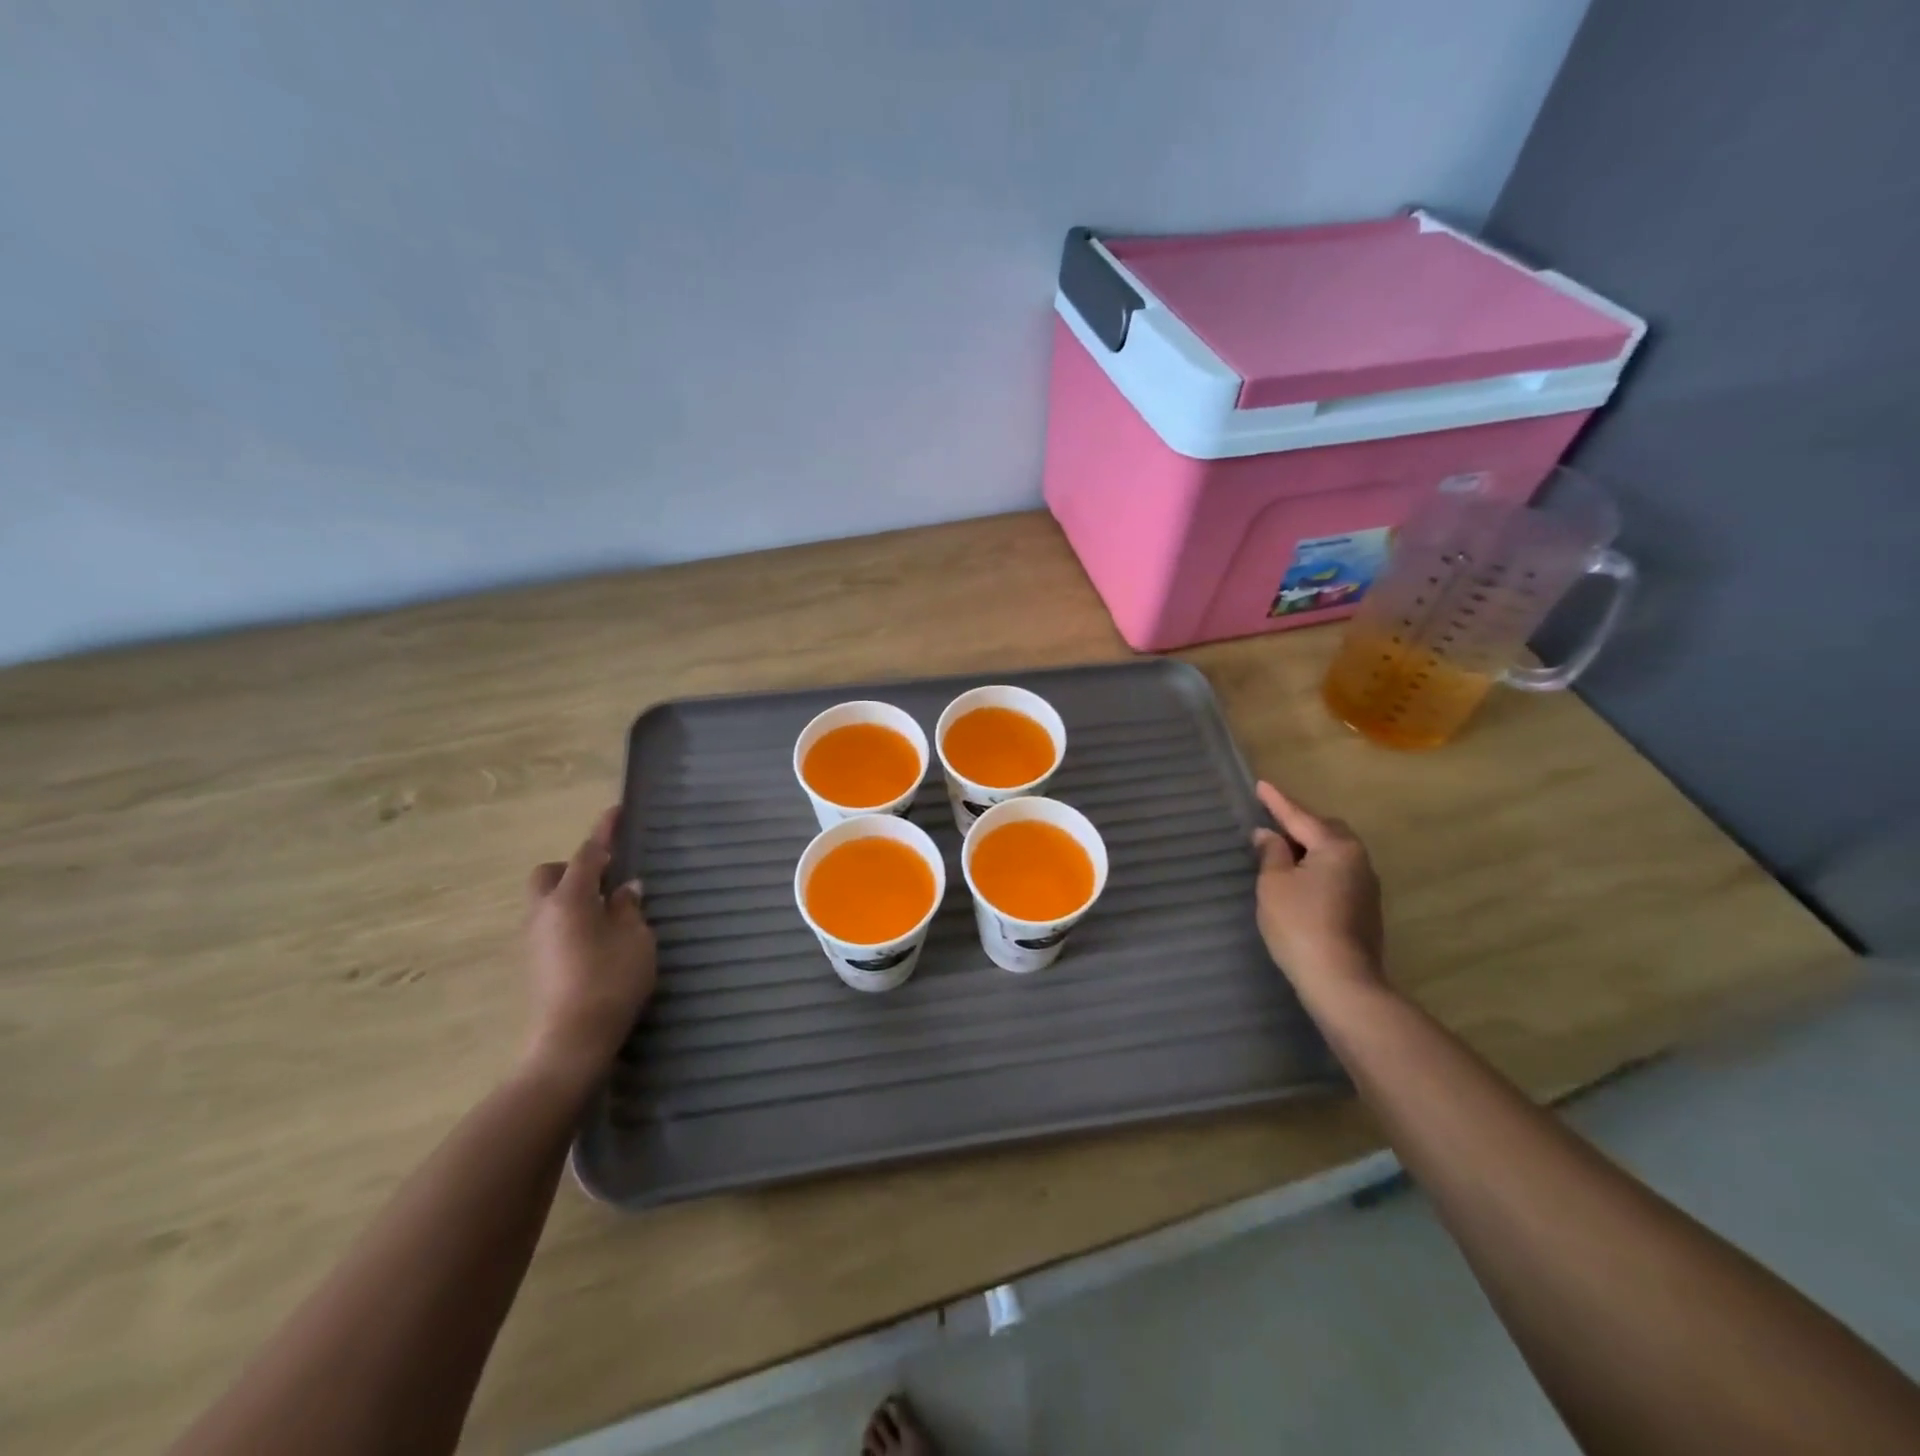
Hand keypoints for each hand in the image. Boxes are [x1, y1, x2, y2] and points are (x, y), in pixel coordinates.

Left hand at [521, 806, 657, 1086]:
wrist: (571, 1042)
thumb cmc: (611, 982)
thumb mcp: (636, 940)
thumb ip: (630, 909)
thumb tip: (625, 889)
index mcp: (570, 899)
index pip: (588, 854)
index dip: (604, 832)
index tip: (615, 811)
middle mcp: (543, 913)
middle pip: (549, 874)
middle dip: (574, 868)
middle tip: (607, 879)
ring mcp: (533, 940)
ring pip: (546, 902)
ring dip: (572, 896)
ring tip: (608, 912)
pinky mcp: (533, 964)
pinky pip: (550, 925)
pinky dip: (569, 920)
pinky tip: (596, 940)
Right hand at [1250, 780, 1385, 1003]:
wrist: (1341, 980)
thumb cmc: (1300, 924)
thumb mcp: (1274, 883)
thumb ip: (1271, 853)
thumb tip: (1269, 835)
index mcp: (1336, 847)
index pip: (1300, 817)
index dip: (1277, 802)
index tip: (1261, 784)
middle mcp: (1358, 860)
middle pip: (1326, 830)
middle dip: (1300, 824)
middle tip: (1272, 824)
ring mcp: (1366, 886)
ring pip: (1334, 853)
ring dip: (1310, 848)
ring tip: (1283, 853)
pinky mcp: (1365, 909)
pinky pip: (1338, 873)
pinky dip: (1317, 868)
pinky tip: (1300, 882)